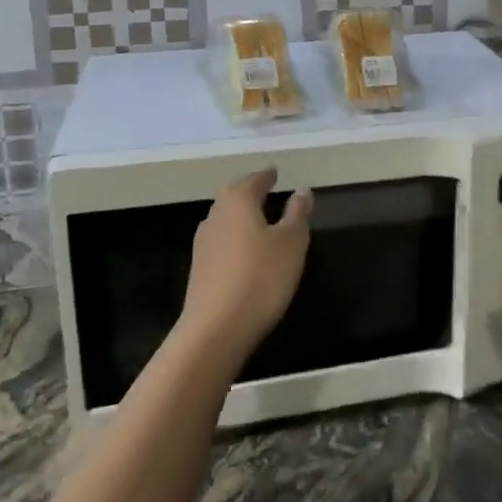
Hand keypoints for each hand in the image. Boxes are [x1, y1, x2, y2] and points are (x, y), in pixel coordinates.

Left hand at [177, 168, 312, 366]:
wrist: (216, 329)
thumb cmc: (261, 277)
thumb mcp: (292, 243)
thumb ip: (297, 213)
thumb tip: (302, 190)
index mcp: (238, 201)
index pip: (254, 180)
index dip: (267, 175)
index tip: (275, 171)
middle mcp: (216, 215)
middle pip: (233, 194)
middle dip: (249, 189)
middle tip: (265, 188)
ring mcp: (203, 242)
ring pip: (224, 216)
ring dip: (240, 212)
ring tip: (257, 216)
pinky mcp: (199, 268)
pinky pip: (220, 239)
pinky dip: (233, 234)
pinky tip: (243, 248)